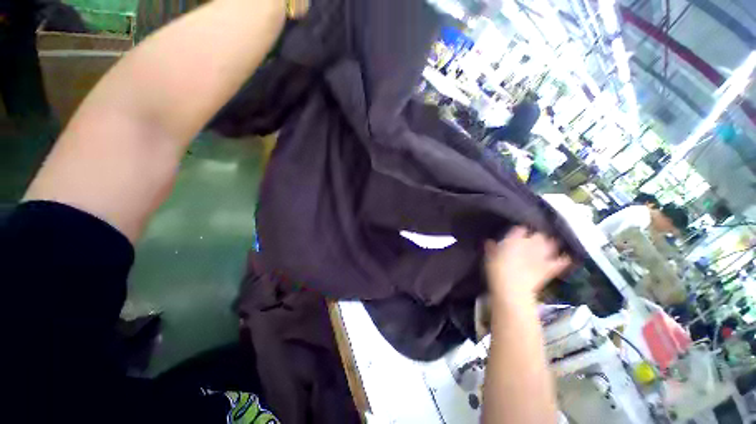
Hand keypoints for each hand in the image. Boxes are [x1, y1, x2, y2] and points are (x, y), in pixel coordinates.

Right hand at [485, 227, 570, 300]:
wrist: (512, 288)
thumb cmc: (497, 273)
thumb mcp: (490, 260)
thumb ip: (492, 250)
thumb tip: (489, 242)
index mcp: (515, 238)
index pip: (521, 229)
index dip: (521, 232)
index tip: (519, 235)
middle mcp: (531, 242)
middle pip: (539, 234)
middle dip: (538, 237)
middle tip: (535, 242)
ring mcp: (543, 254)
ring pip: (551, 244)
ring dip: (552, 245)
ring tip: (552, 246)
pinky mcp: (550, 267)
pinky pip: (561, 261)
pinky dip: (565, 260)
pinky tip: (568, 258)